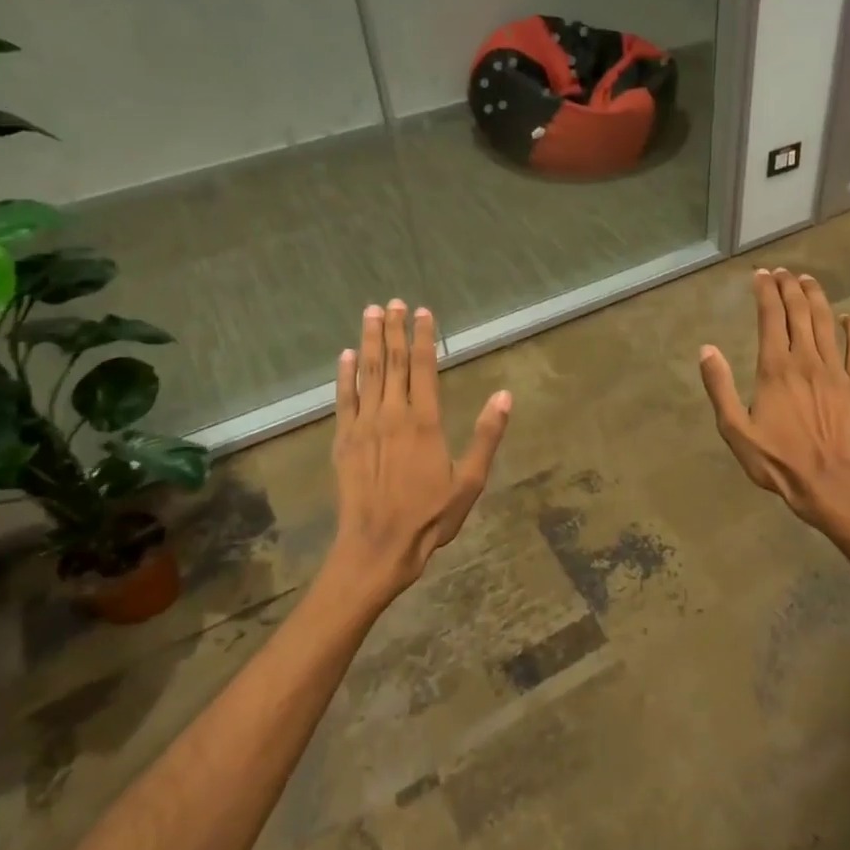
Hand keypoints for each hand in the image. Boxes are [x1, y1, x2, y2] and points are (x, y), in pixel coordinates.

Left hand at [331, 301, 510, 603]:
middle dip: (393, 330)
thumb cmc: (431, 516)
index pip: (423, 368)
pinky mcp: (344, 441)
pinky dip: (345, 376)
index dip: (422, 338)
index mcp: (425, 422)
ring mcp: (364, 426)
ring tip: (370, 314)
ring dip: (368, 342)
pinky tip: (345, 357)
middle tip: (392, 302)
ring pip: (367, 374)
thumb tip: (505, 395)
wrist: (378, 546)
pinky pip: (344, 400)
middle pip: (392, 364)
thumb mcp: (470, 480)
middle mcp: (392, 415)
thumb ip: (486, 435)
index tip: (422, 312)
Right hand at [699, 268, 849, 529]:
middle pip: (799, 312)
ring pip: (826, 323)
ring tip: (808, 280)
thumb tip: (706, 349)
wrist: (828, 484)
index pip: (770, 317)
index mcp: (775, 368)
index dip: (765, 292)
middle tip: (783, 271)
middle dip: (789, 287)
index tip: (761, 274)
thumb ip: (720, 387)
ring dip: (817, 297)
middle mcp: (806, 360)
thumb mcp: (735, 429)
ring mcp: (835, 371)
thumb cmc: (776, 460)